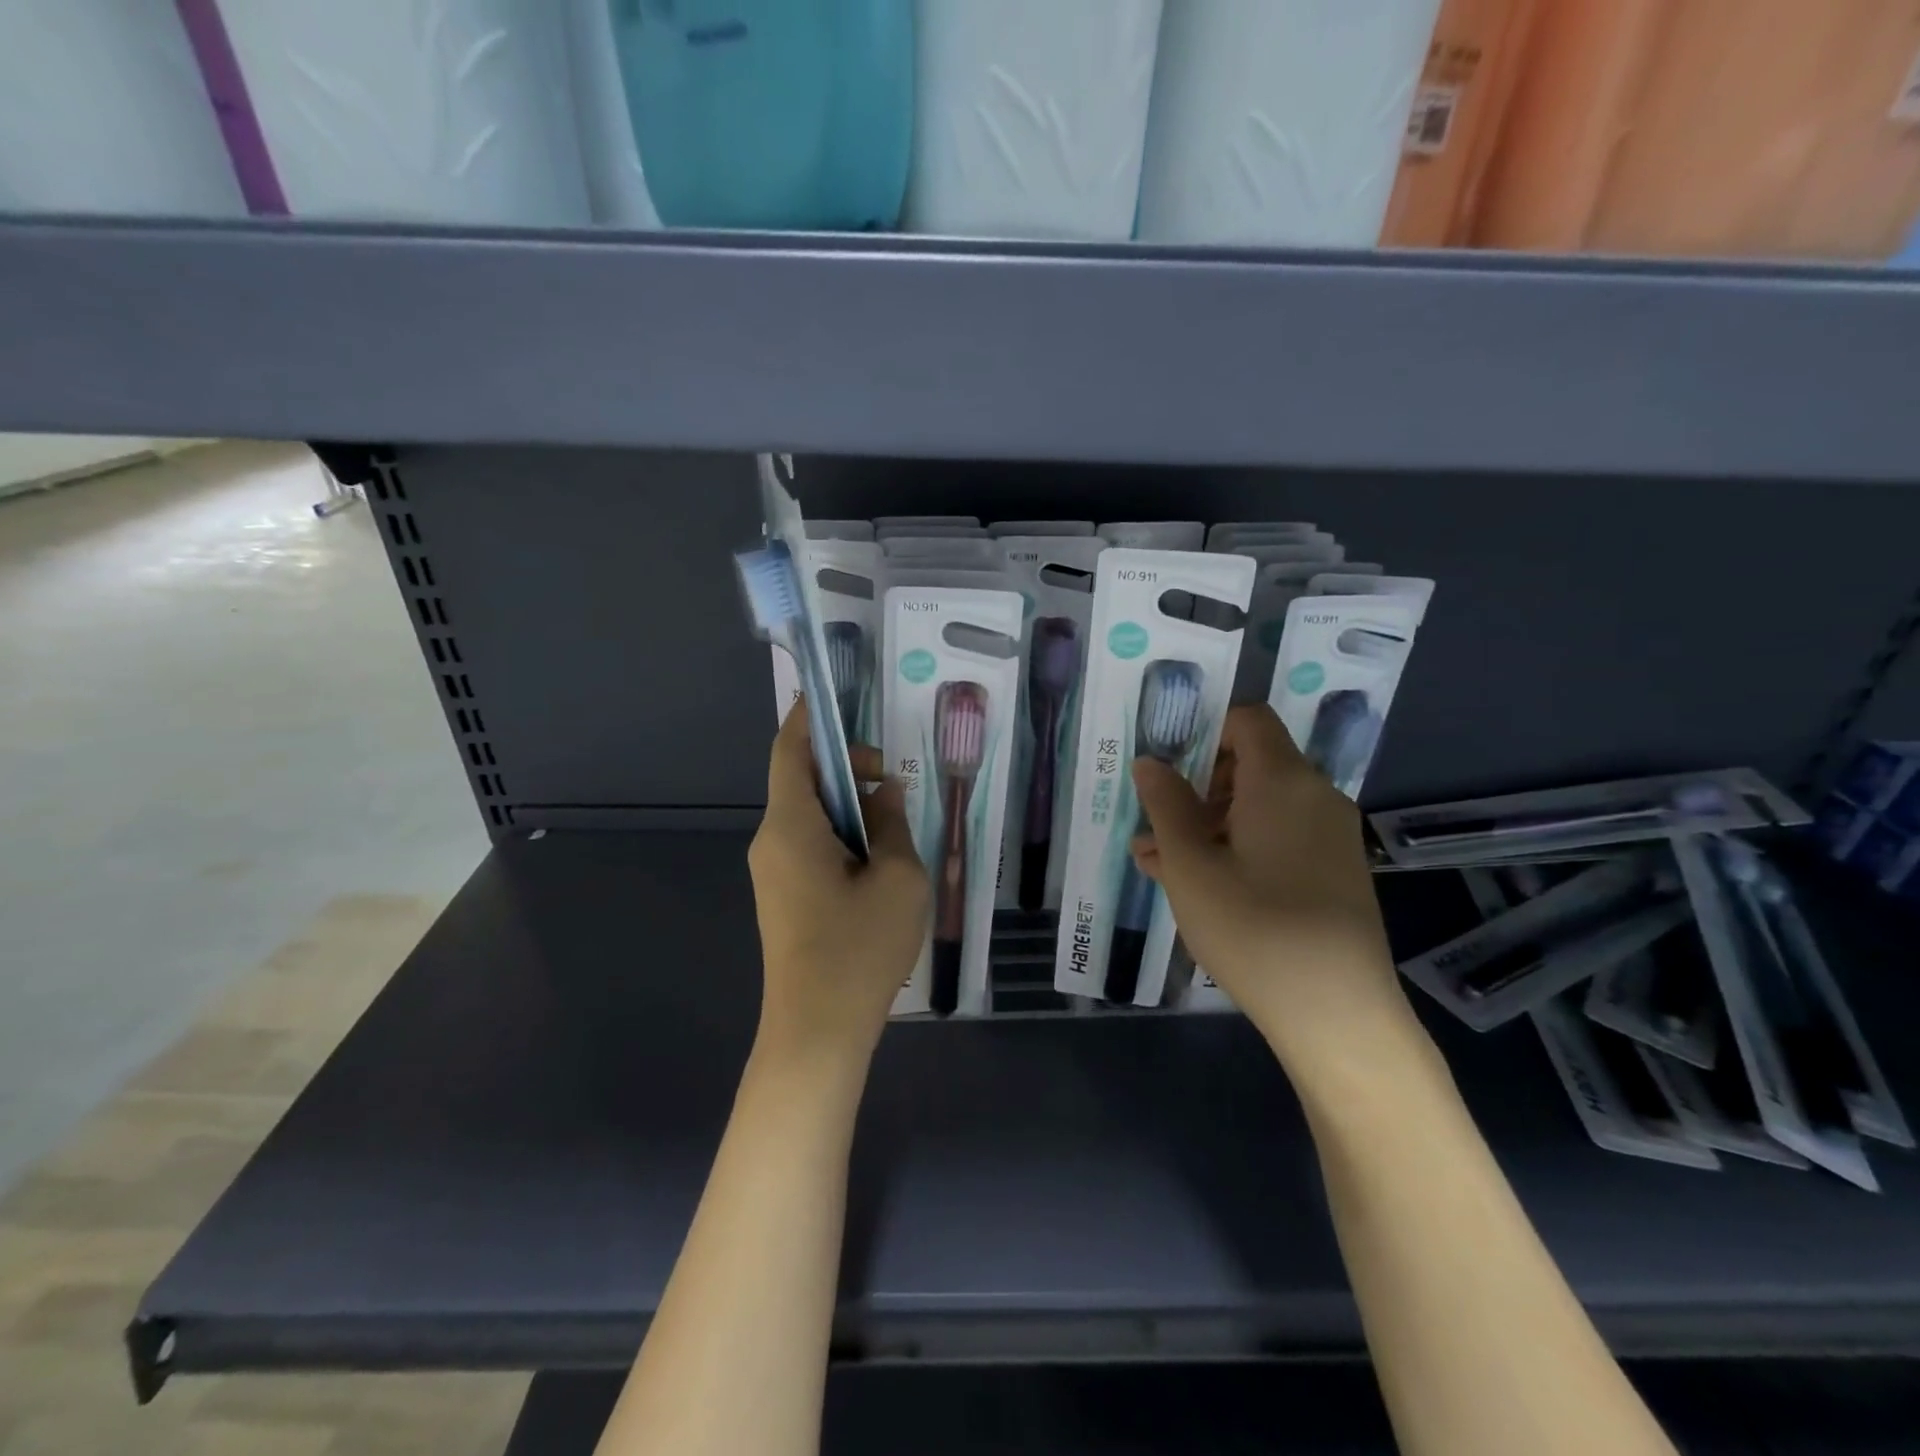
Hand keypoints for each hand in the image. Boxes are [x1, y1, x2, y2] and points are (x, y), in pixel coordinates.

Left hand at [748, 701, 930, 1070]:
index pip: (791, 750)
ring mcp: (773, 871)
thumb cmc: (858, 949)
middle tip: (894, 780)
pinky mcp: (783, 896)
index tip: (837, 697)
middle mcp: (771, 840)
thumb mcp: (897, 877)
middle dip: (846, 766)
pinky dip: (841, 832)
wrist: (816, 1032)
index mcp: (790, 825)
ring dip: (848, 804)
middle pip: (802, 779)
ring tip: (894, 820)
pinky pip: (809, 843)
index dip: (812, 718)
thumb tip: (884, 792)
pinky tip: (876, 856)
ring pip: (809, 814)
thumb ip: (892, 822)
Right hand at [1130, 704, 1406, 1058]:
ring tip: (1160, 863)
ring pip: (1261, 807)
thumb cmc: (1253, 928)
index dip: (1206, 732)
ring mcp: (1331, 836)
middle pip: (1252, 765)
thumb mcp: (1190, 865)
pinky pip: (1280, 838)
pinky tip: (1200, 885)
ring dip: (1210, 824)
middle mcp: (1316, 796)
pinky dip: (1239, 847)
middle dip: (1199, 788)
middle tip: (1158, 827)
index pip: (1248, 720)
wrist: (1337, 1013)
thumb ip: (1166, 806)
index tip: (1170, 770)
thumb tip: (1150, 761)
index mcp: (1283, 781)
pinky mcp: (1336, 872)